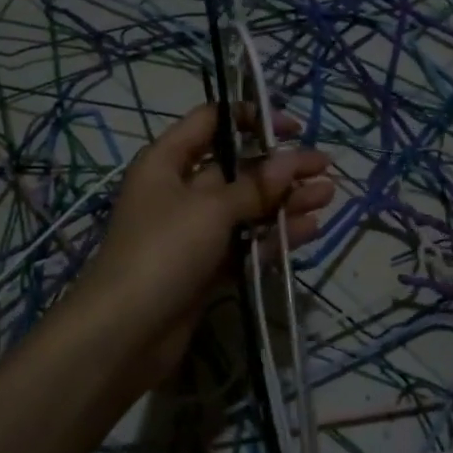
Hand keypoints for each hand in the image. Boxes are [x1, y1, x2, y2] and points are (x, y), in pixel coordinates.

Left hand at [78, 103, 334, 367]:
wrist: (124, 333)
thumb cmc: (162, 251)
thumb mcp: (211, 209)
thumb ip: (256, 186)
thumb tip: (292, 161)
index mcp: (166, 162)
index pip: (210, 122)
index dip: (251, 119)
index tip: (291, 129)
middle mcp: (179, 191)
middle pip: (236, 168)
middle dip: (280, 167)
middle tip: (324, 166)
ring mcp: (193, 232)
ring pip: (246, 208)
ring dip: (285, 201)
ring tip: (328, 195)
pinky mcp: (206, 268)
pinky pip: (245, 243)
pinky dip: (274, 236)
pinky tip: (309, 229)